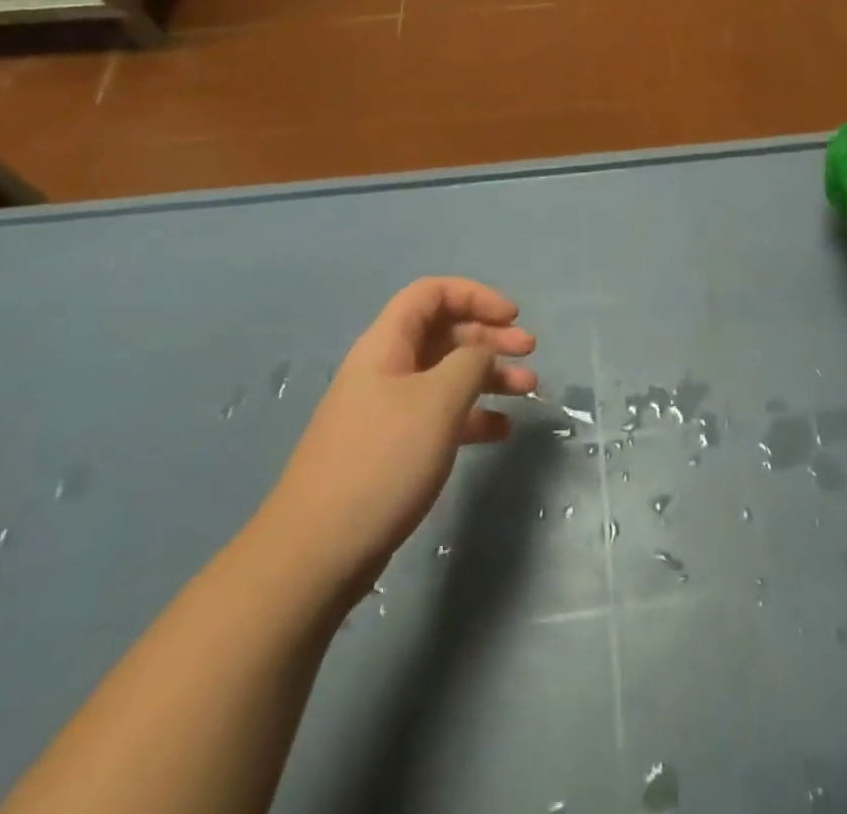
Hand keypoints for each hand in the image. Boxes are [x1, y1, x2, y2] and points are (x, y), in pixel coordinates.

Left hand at [253, 277, 536, 601]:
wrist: (317, 553)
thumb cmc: (382, 461)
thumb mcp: (437, 401)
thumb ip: (471, 362)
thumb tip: (483, 352)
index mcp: (387, 345)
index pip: (432, 294)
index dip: (475, 295)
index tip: (512, 316)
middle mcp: (386, 369)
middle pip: (444, 332)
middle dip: (490, 336)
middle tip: (529, 351)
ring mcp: (388, 410)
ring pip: (447, 375)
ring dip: (489, 375)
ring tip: (528, 389)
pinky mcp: (393, 448)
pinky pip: (440, 415)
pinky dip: (473, 415)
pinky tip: (501, 430)